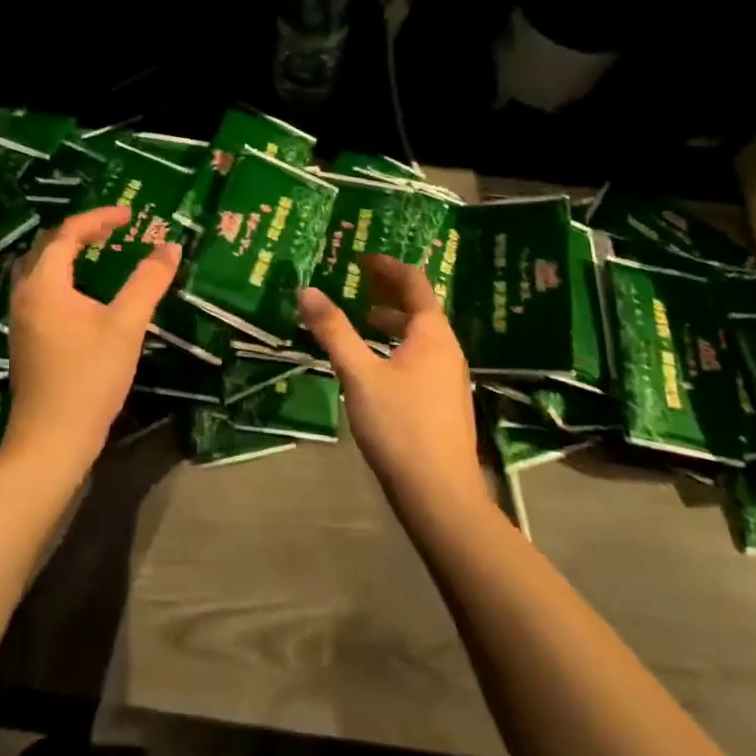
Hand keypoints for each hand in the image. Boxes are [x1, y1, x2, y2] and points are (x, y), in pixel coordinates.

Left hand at [2, 206, 180, 481]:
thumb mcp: (126, 325)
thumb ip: (148, 282)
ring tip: (100, 250)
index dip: (100, 218)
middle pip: (47, 245)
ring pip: (40, 268)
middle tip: (115, 228)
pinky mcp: (25, 338)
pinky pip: (40, 288)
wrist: (50, 442)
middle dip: (82, 230)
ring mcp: (20, 318)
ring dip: (68, 251)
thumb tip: (170, 246)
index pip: (68, 233)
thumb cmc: (89, 378)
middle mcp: (25, 294)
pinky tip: (84, 290)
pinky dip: (62, 274)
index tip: (131, 215)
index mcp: (44, 284)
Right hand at [298, 256, 488, 522]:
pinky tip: (377, 363)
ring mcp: (449, 377)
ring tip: (362, 318)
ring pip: (420, 334)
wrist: (441, 498)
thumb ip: (333, 331)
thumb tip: (306, 290)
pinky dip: (397, 344)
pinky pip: (420, 356)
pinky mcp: (444, 402)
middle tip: (357, 280)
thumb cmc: (401, 427)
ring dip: (392, 319)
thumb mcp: (359, 374)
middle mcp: (447, 349)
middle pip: (419, 306)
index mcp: (432, 334)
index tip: (360, 257)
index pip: (414, 282)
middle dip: (388, 290)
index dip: (387, 265)